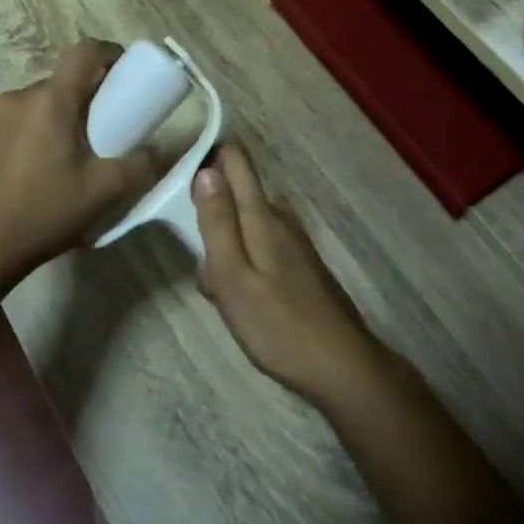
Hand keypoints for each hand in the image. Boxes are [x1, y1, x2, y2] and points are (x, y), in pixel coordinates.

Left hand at [0, 41, 157, 286]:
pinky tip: (30, 173)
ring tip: (63, 157)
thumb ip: (140, 164)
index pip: (84, 52)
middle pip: (59, 83)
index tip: (124, 70)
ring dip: (53, 119)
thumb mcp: (104, 192)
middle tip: (100, 130)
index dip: (109, 52)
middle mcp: (15, 99)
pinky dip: (27, 136)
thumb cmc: (44, 213)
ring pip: (33, 105)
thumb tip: (158, 149)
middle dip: (82, 98)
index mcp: (49, 101)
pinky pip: (9, 126)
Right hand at [194, 143, 379, 402]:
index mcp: (262, 216)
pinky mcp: (299, 266)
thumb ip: (217, 223)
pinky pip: (258, 250)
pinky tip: (241, 303)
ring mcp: (293, 243)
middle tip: (196, 258)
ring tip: (218, 293)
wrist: (341, 367)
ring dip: (224, 250)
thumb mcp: (233, 276)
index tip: (182, 168)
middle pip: (236, 196)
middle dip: (210, 215)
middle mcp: (280, 219)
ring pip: (245, 228)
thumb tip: (206, 169)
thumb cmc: (278, 324)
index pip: (236, 162)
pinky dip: (242, 267)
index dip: (210, 155)